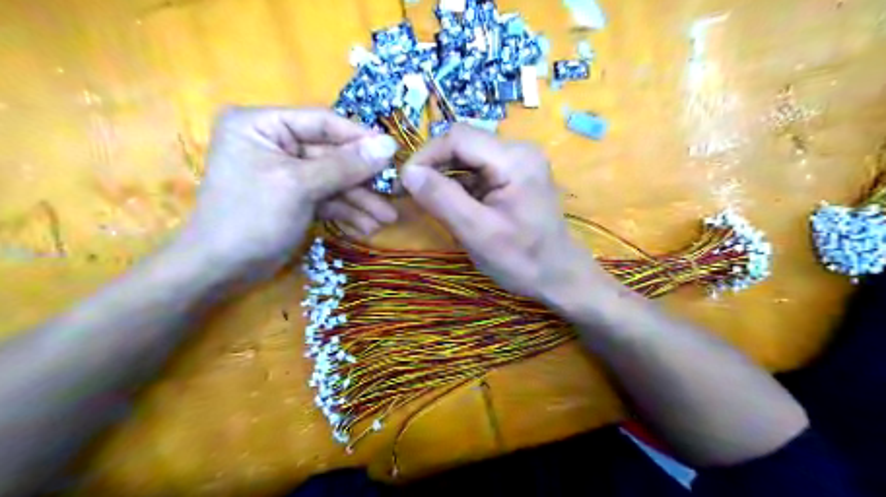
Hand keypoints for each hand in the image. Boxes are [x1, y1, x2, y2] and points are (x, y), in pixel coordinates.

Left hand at [173, 108, 400, 281]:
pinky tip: (367, 228)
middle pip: (332, 155)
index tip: (393, 152)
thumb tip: (389, 144)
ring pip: (334, 180)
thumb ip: (345, 165)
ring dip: (360, 201)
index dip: (359, 138)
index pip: (322, 122)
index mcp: (262, 125)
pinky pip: (327, 198)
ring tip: (387, 219)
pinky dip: (347, 212)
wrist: (221, 271)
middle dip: (363, 180)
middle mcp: (275, 143)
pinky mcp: (295, 198)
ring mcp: (287, 172)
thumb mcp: (299, 186)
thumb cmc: (251, 218)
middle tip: (395, 193)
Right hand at [403, 124, 616, 309]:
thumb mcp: (477, 232)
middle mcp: (518, 150)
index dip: (425, 155)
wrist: (559, 276)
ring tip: (428, 201)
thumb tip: (407, 172)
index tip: (403, 182)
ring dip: (444, 176)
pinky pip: (477, 170)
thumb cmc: (522, 259)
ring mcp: (518, 161)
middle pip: (462, 143)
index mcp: (514, 159)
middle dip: (433, 166)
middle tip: (411, 193)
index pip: (458, 137)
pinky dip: (459, 185)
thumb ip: (441, 198)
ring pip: (467, 157)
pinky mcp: (514, 175)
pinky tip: (452, 205)